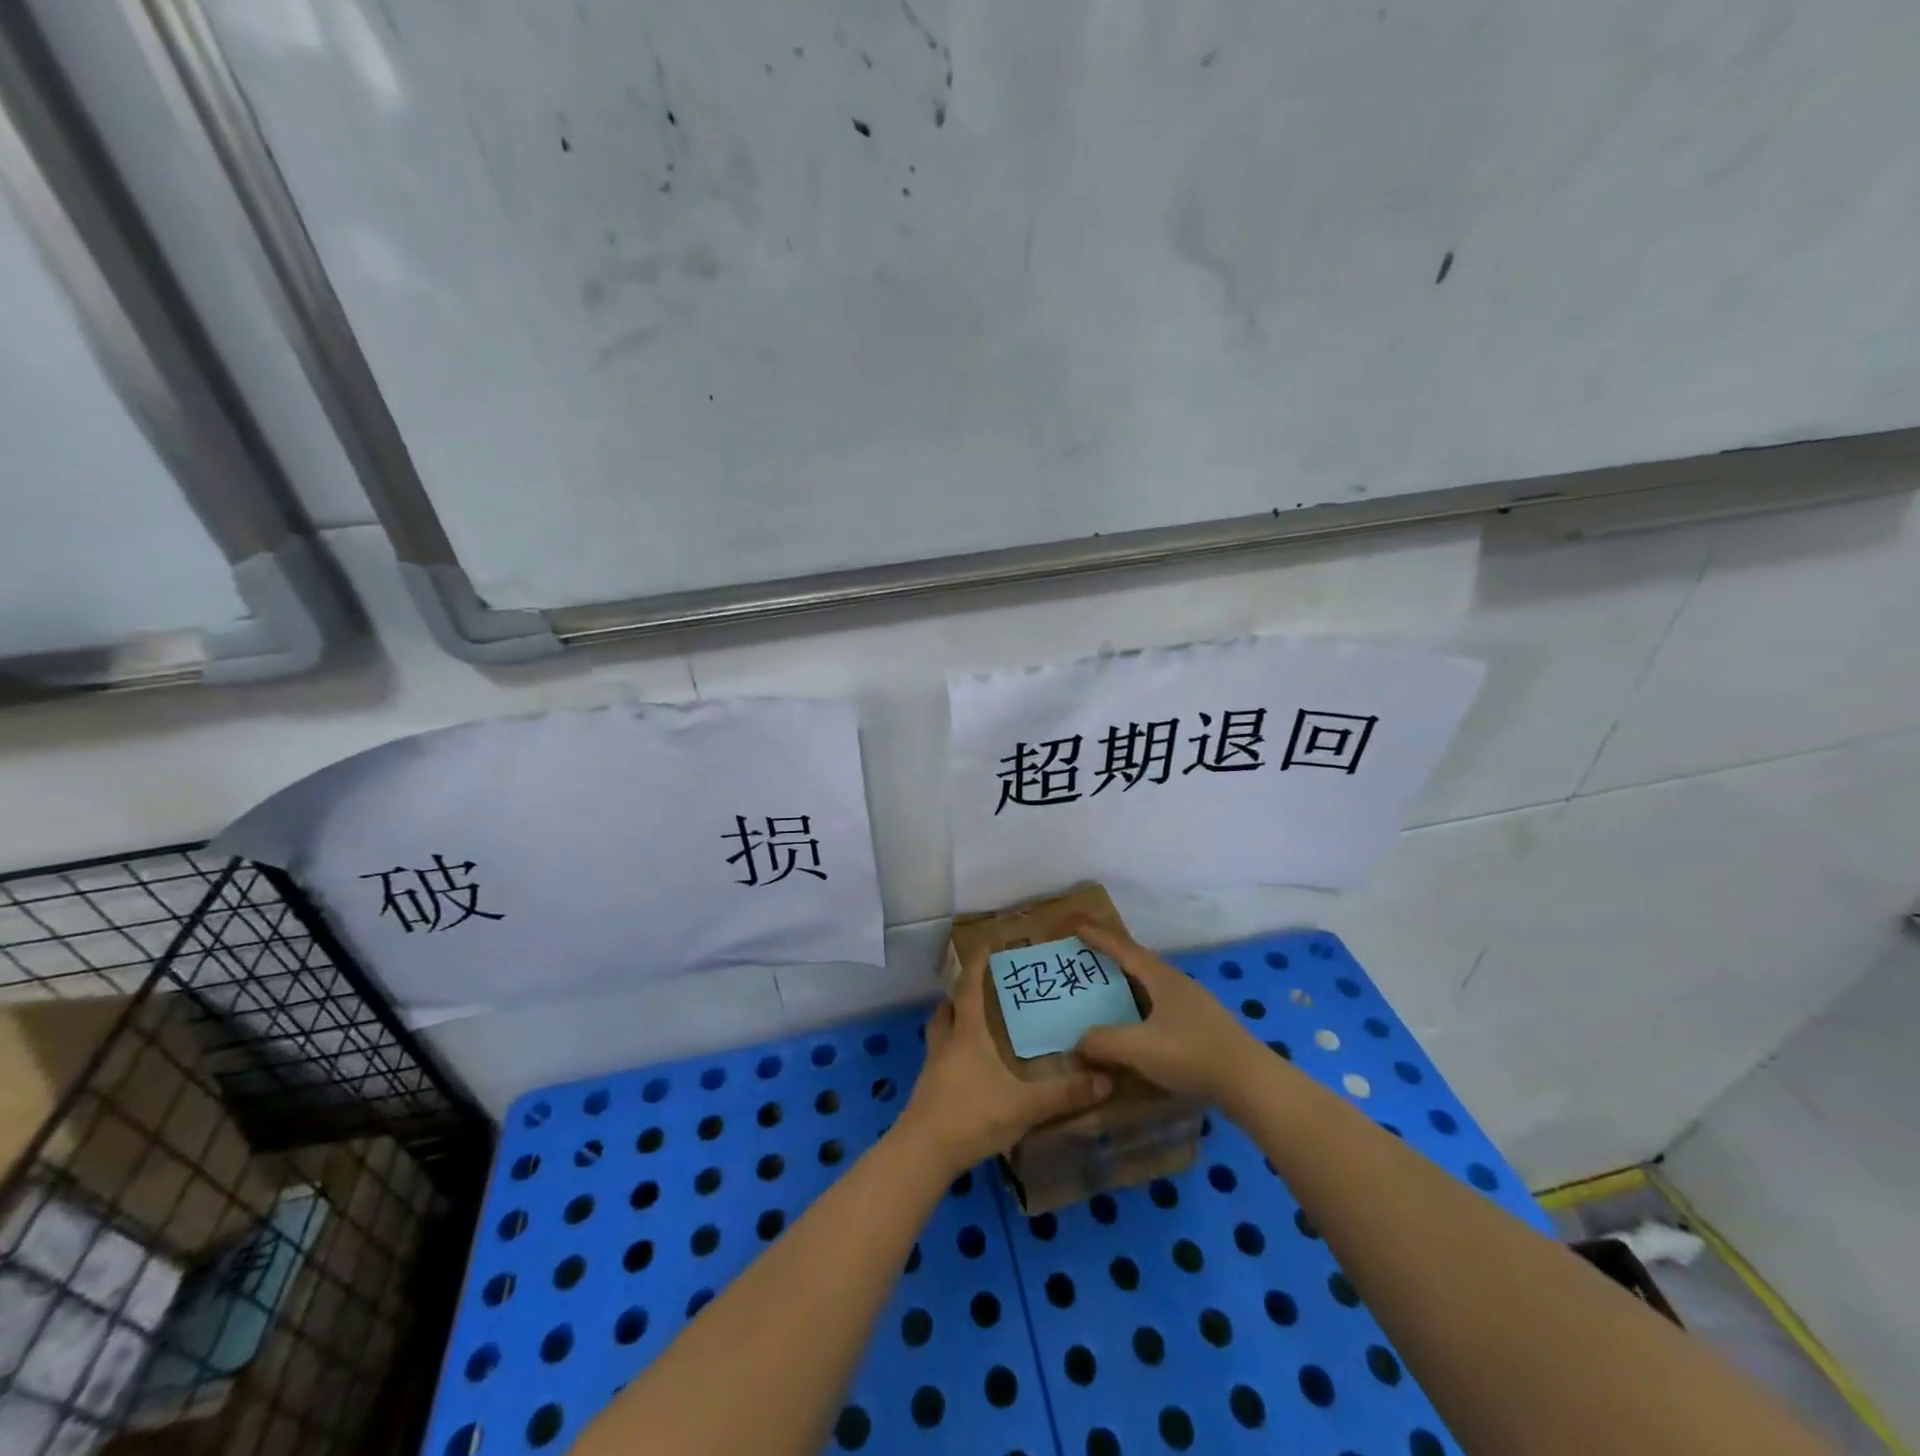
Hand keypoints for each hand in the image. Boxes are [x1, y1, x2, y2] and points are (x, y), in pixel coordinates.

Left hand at [898, 950, 1112, 1175]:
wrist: (924, 1152)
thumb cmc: (972, 1115)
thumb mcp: (1023, 1105)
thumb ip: (1063, 1094)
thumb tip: (1105, 1080)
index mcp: (967, 1035)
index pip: (969, 990)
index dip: (976, 966)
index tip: (984, 946)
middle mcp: (946, 1043)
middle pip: (946, 1008)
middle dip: (959, 994)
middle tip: (976, 989)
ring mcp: (932, 1068)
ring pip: (938, 1032)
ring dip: (950, 1022)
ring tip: (970, 1025)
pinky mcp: (927, 1091)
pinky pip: (938, 1059)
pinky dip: (950, 1053)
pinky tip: (966, 1069)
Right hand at [1071, 921, 1265, 1103]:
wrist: (1251, 1083)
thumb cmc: (1191, 1055)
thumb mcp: (1139, 1048)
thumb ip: (1103, 1042)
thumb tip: (1078, 1041)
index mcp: (1162, 978)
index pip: (1123, 950)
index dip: (1099, 939)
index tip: (1077, 927)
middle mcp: (1178, 984)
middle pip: (1140, 964)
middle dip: (1113, 960)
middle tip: (1088, 962)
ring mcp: (1194, 1005)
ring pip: (1153, 987)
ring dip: (1129, 986)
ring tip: (1108, 995)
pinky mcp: (1204, 1027)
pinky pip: (1163, 1007)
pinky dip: (1143, 1008)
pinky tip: (1138, 1027)